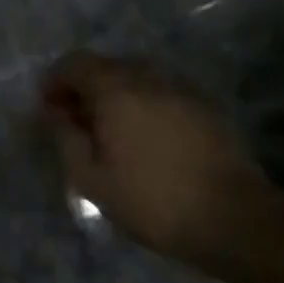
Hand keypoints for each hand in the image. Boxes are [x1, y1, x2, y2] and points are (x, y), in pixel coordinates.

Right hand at [41, 52, 278, 268]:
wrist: (235, 218)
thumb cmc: (153, 200)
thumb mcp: (92, 179)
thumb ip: (65, 139)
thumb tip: (53, 114)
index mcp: (116, 89)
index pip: (74, 63)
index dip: (55, 81)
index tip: (48, 109)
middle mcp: (148, 77)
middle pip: (106, 66)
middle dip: (84, 88)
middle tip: (76, 123)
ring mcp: (181, 89)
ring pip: (136, 78)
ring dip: (115, 96)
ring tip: (110, 133)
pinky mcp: (205, 106)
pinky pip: (161, 93)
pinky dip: (143, 105)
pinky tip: (145, 139)